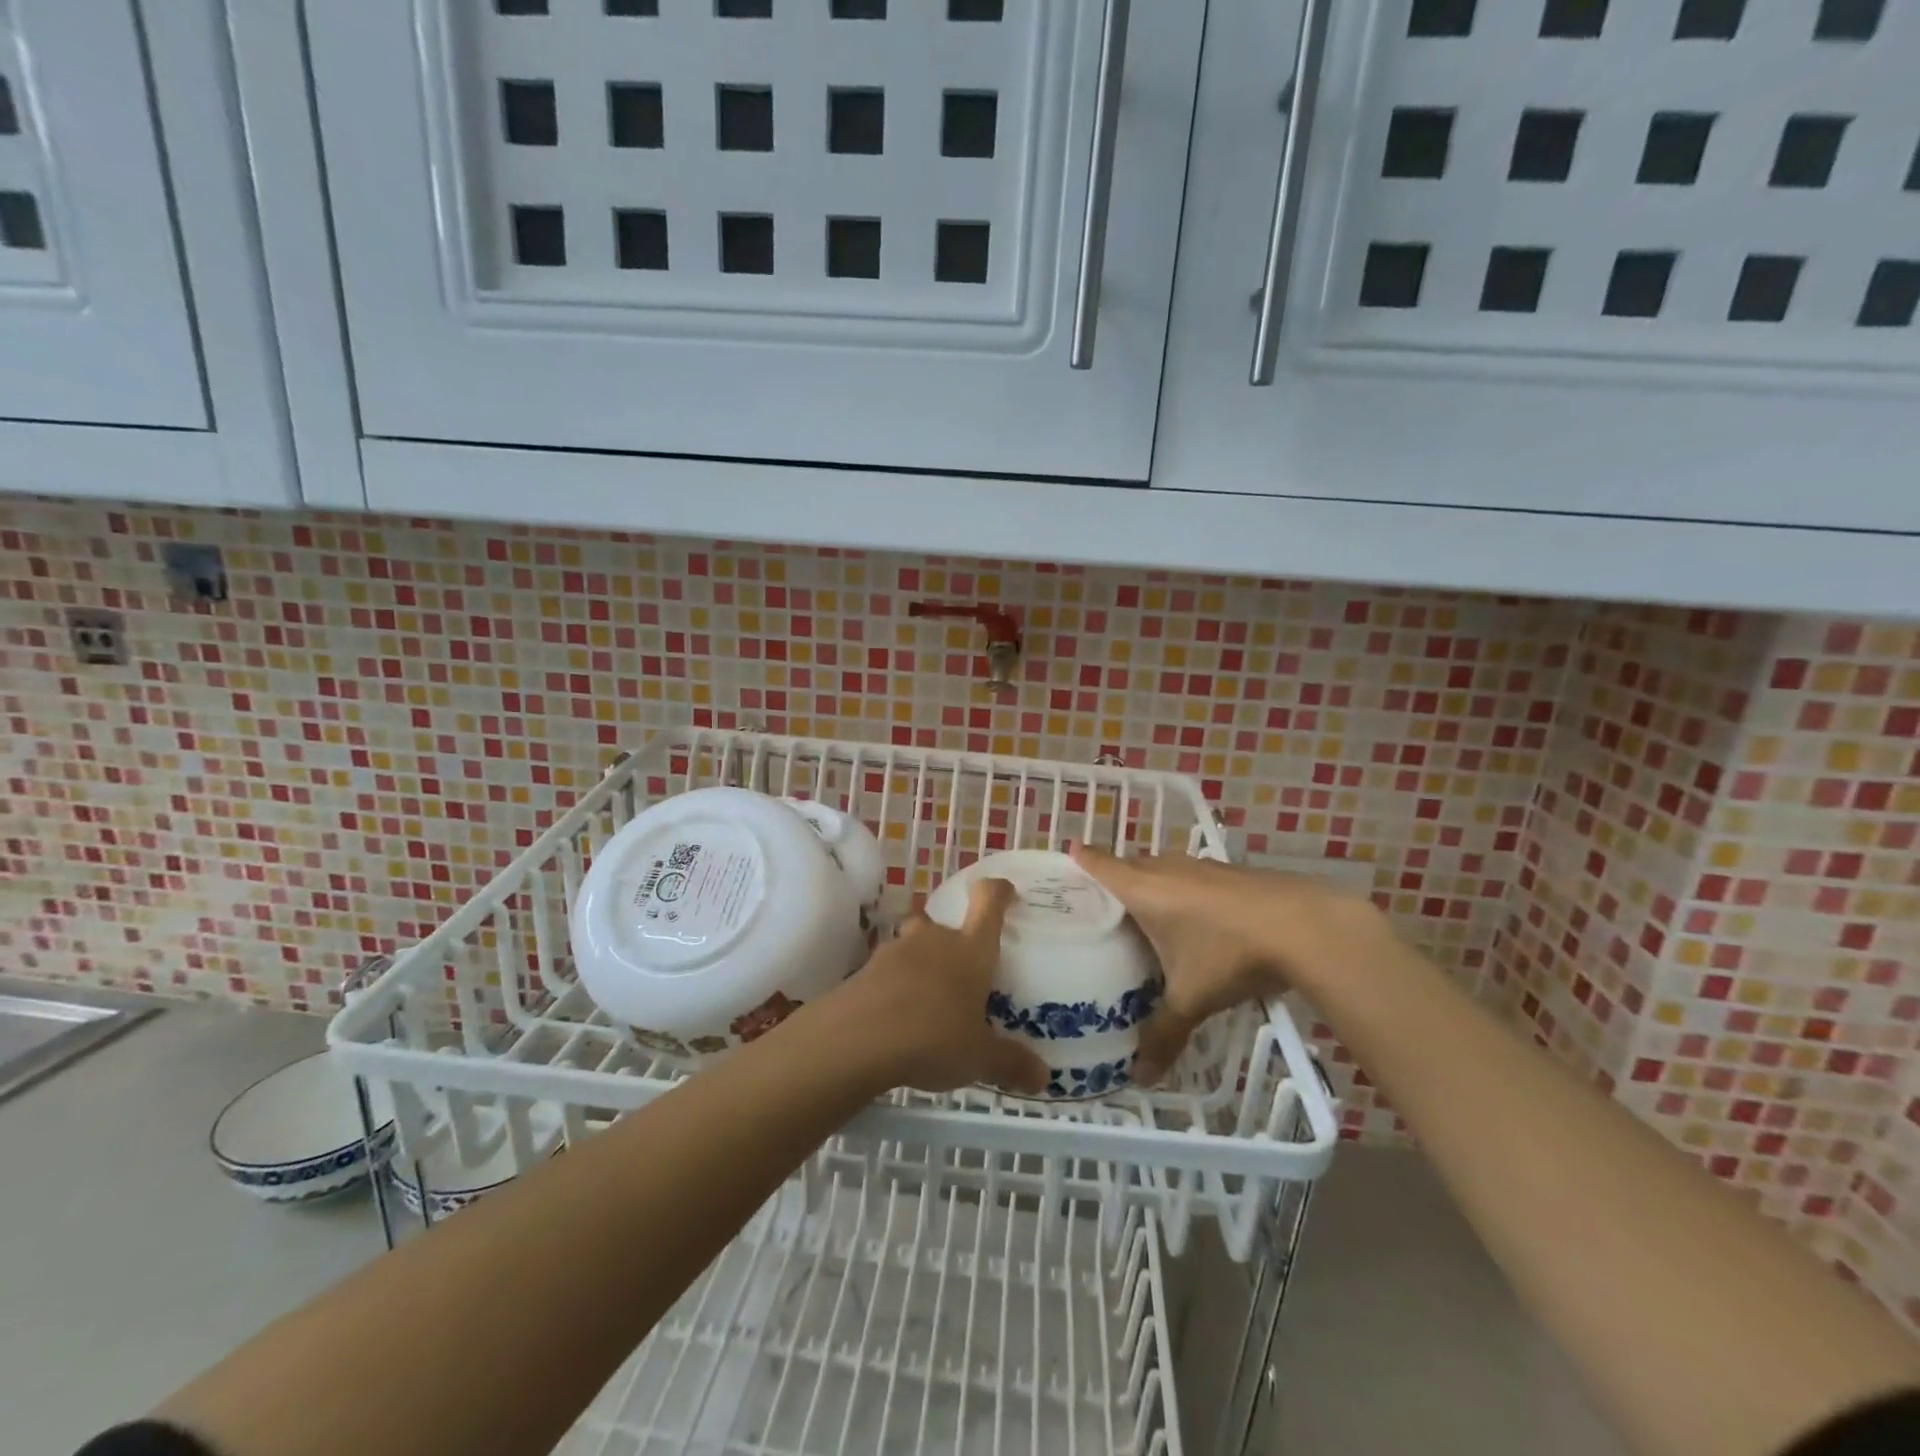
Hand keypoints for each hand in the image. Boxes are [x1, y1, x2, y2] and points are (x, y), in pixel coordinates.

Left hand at [837, 878, 1049, 1096]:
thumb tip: (1044, 1078)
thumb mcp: (978, 1058)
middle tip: (959, 974)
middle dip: (951, 941)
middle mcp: (934, 940)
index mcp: (970, 949)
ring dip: (920, 963)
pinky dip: (894, 986)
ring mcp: (895, 951)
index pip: (988, 901)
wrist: (858, 1038)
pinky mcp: (865, 970)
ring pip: (912, 944)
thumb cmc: (933, 1036)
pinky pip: (887, 970)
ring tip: (927, 1001)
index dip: (998, 891)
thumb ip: (1010, 1063)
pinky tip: (897, 1018)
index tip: (1006, 893)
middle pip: (943, 923)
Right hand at [1070, 844, 1390, 1084]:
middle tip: (1101, 902)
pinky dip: (1182, 886)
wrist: (1303, 925)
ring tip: (1144, 909)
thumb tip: (1140, 1079)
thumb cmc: (1230, 953)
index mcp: (1144, 890)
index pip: (1101, 866)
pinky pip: (1191, 874)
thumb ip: (1163, 1034)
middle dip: (1115, 875)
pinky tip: (1194, 914)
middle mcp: (1167, 869)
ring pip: (1163, 866)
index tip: (1067, 854)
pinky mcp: (1230, 872)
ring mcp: (1202, 867)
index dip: (1082, 859)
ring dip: (1151, 880)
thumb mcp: (1192, 999)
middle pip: (1131, 864)